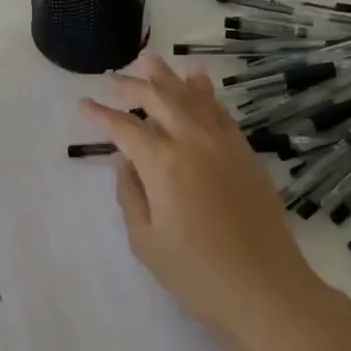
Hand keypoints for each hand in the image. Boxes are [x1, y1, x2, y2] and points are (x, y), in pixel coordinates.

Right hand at [80, 54, 350, 350]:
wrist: (267, 290)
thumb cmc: (198, 274)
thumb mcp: (146, 241)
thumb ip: (130, 194)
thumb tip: (125, 161)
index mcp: (163, 164)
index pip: (125, 128)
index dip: (101, 114)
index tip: (83, 104)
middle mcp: (193, 142)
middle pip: (158, 100)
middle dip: (131, 85)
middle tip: (112, 77)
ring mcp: (224, 145)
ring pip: (192, 97)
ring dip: (168, 76)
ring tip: (150, 59)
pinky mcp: (245, 154)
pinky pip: (220, 112)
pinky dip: (205, 92)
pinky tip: (198, 80)